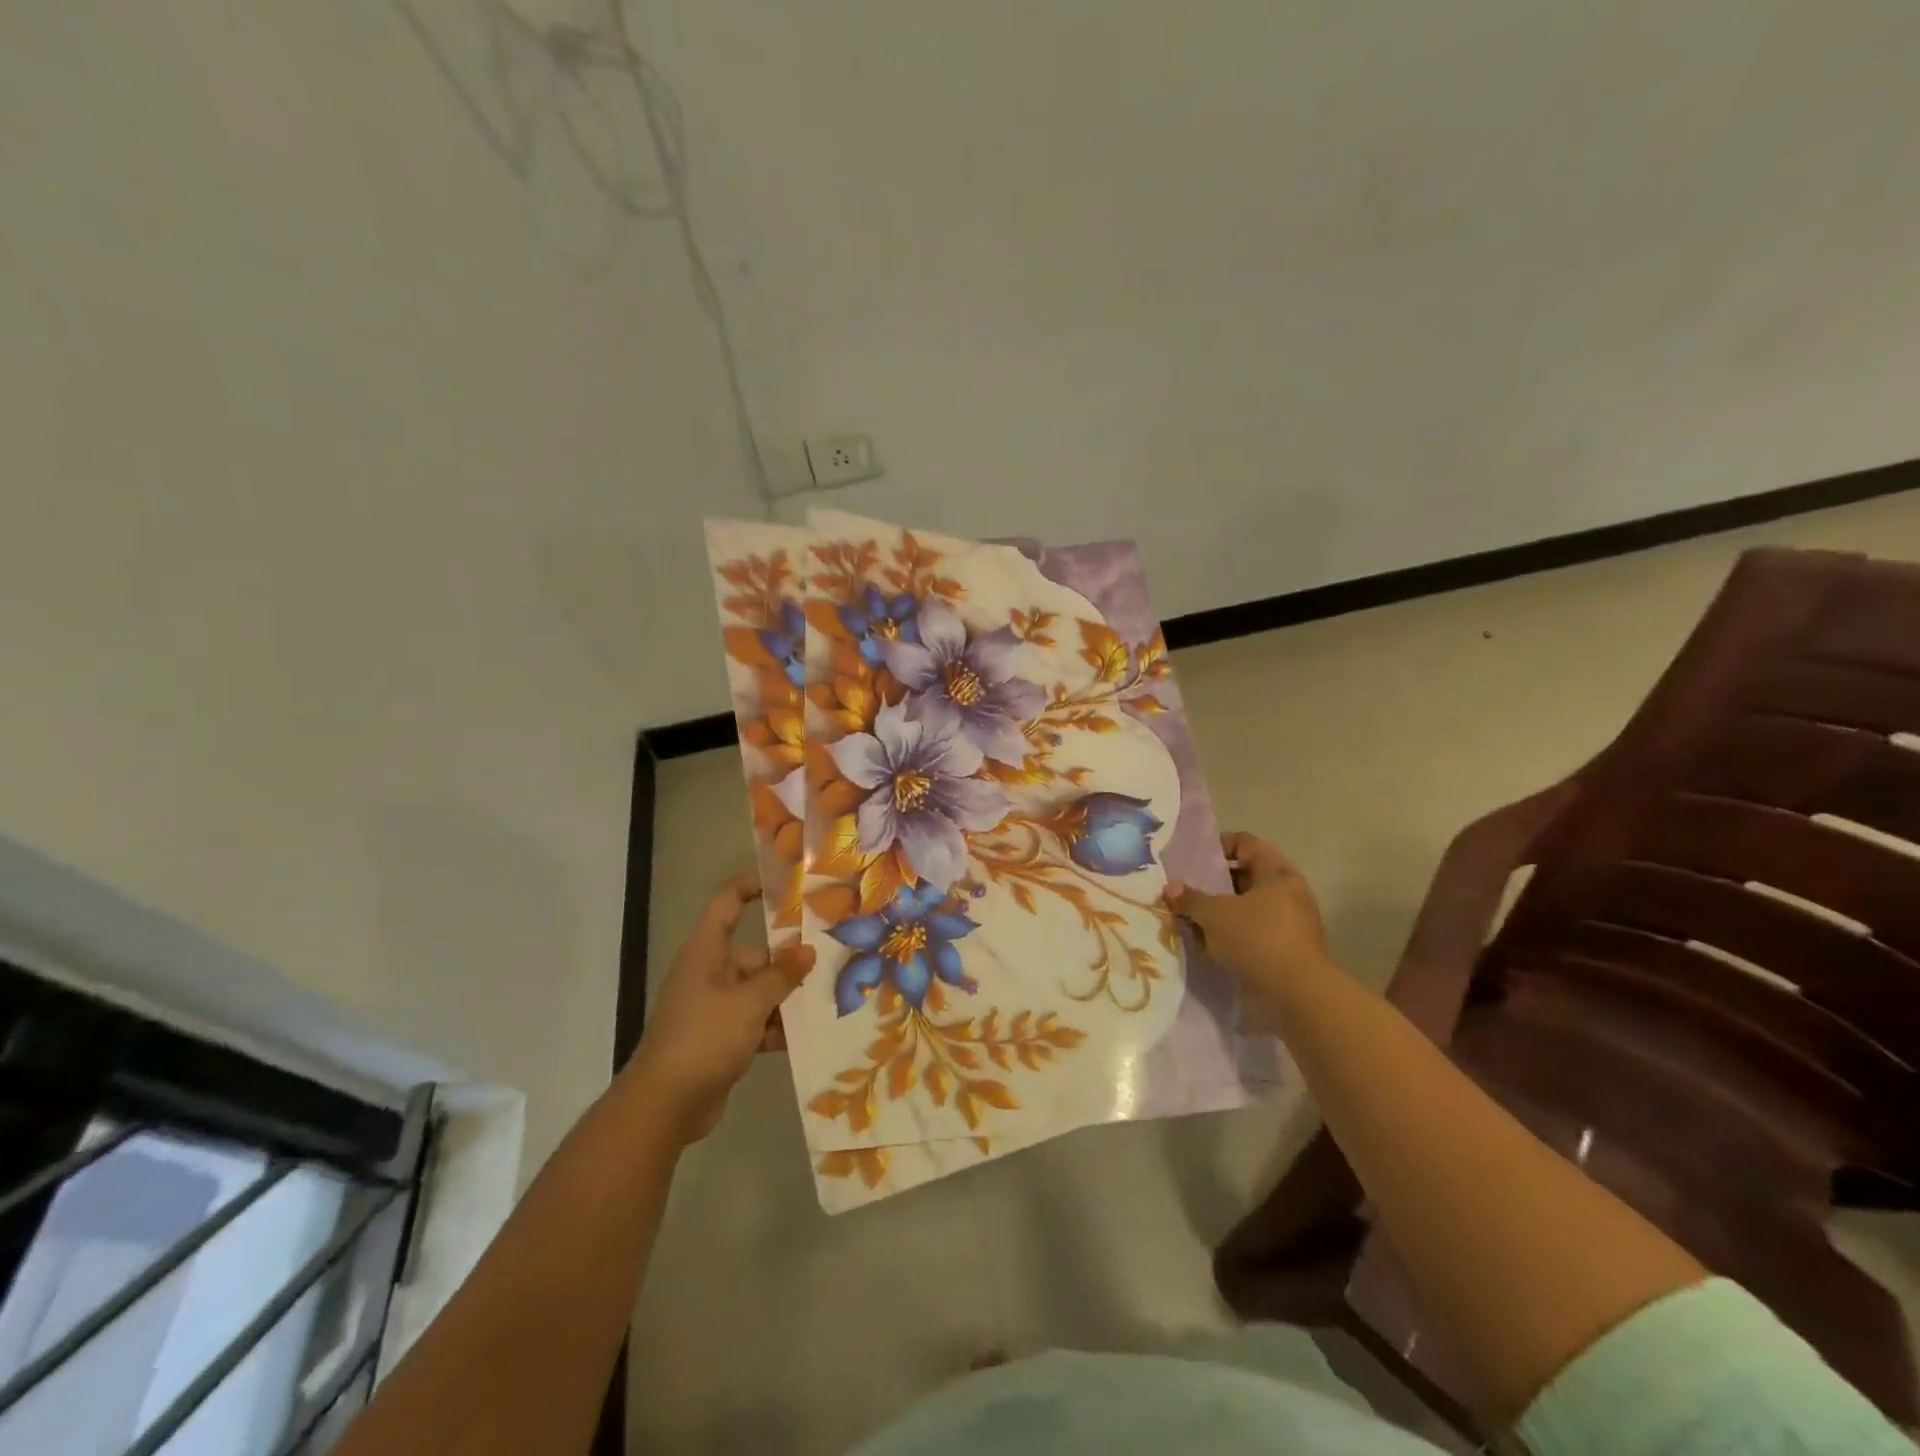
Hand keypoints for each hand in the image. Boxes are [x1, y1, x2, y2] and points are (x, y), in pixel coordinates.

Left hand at [626, 873, 813, 1144]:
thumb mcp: (749, 1002)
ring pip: (759, 990)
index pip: (728, 903)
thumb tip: (808, 950)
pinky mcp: (721, 1038)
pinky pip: (756, 1020)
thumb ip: (781, 975)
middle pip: (754, 953)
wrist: (664, 1106)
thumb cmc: (704, 1038)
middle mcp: (709, 972)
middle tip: (832, 957)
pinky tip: (809, 1033)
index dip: (753, 886)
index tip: (788, 883)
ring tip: (830, 996)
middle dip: (789, 959)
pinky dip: (777, 1026)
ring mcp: (714, 1007)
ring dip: (787, 997)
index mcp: (706, 952)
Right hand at [1167, 832, 1331, 1008]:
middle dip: (1212, 883)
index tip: (1190, 861)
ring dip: (1219, 913)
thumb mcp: (1215, 915)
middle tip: (1184, 891)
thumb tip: (1171, 887)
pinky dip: (1229, 935)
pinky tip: (1205, 944)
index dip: (1217, 846)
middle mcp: (1287, 893)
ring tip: (1188, 919)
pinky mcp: (1284, 951)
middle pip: (1244, 876)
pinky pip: (1250, 933)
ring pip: (1245, 907)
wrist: (1298, 997)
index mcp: (1277, 872)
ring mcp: (1288, 923)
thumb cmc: (1258, 940)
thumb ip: (1191, 898)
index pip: (1244, 843)